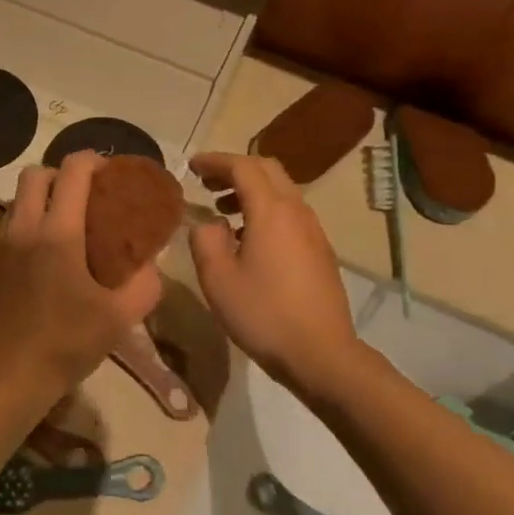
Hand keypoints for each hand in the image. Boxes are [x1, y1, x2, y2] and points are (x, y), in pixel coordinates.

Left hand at [0, 152, 161, 416]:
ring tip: (59, 235)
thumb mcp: (120, 319)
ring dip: (38, 204)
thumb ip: (145, 284)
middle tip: (82, 199)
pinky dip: (21, 234)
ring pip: (14, 203)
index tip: (109, 174)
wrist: (0, 381)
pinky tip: (34, 268)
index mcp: (58, 233)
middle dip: (60, 176)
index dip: (93, 161)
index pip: (73, 171)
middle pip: (35, 174)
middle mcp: (21, 229)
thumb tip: (151, 263)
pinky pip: (1, 233)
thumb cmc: (64, 346)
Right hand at [187, 153, 362, 395]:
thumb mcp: (218, 279)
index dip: (215, 161)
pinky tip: (248, 239)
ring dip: (252, 191)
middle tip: (208, 182)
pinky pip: (290, 214)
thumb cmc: (263, 313)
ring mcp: (314, 231)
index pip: (242, 166)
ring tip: (223, 210)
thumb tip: (208, 224)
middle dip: (235, 169)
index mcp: (271, 210)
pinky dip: (266, 211)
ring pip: (282, 192)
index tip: (192, 165)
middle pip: (268, 170)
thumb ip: (205, 241)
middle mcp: (297, 211)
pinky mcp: (320, 252)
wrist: (321, 353)